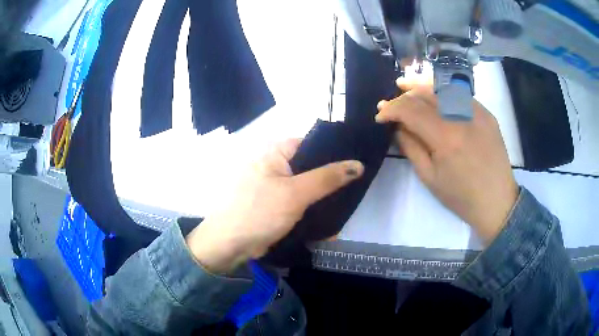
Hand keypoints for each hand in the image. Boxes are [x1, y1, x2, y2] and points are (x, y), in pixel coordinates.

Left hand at [185, 139, 363, 273]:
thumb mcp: (295, 193)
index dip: (336, 152)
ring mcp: (275, 185)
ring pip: (307, 186)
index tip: (358, 164)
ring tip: (347, 204)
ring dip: (324, 197)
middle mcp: (275, 164)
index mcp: (276, 152)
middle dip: (332, 179)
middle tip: (357, 187)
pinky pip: (300, 201)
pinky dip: (313, 209)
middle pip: (311, 166)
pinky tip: (331, 218)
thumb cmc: (259, 212)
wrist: (229, 245)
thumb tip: (358, 165)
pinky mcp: (276, 204)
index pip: (313, 144)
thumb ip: (328, 178)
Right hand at [376, 78, 517, 244]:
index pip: (411, 110)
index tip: (380, 115)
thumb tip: (397, 126)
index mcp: (446, 138)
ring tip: (406, 87)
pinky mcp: (487, 114)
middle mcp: (462, 117)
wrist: (497, 201)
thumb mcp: (429, 177)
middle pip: (426, 93)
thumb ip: (410, 147)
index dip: (391, 109)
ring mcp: (477, 112)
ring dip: (421, 87)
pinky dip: (443, 92)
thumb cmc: (461, 196)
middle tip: (390, 101)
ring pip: (443, 88)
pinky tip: (434, 96)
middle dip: (403, 95)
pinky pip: (460, 95)